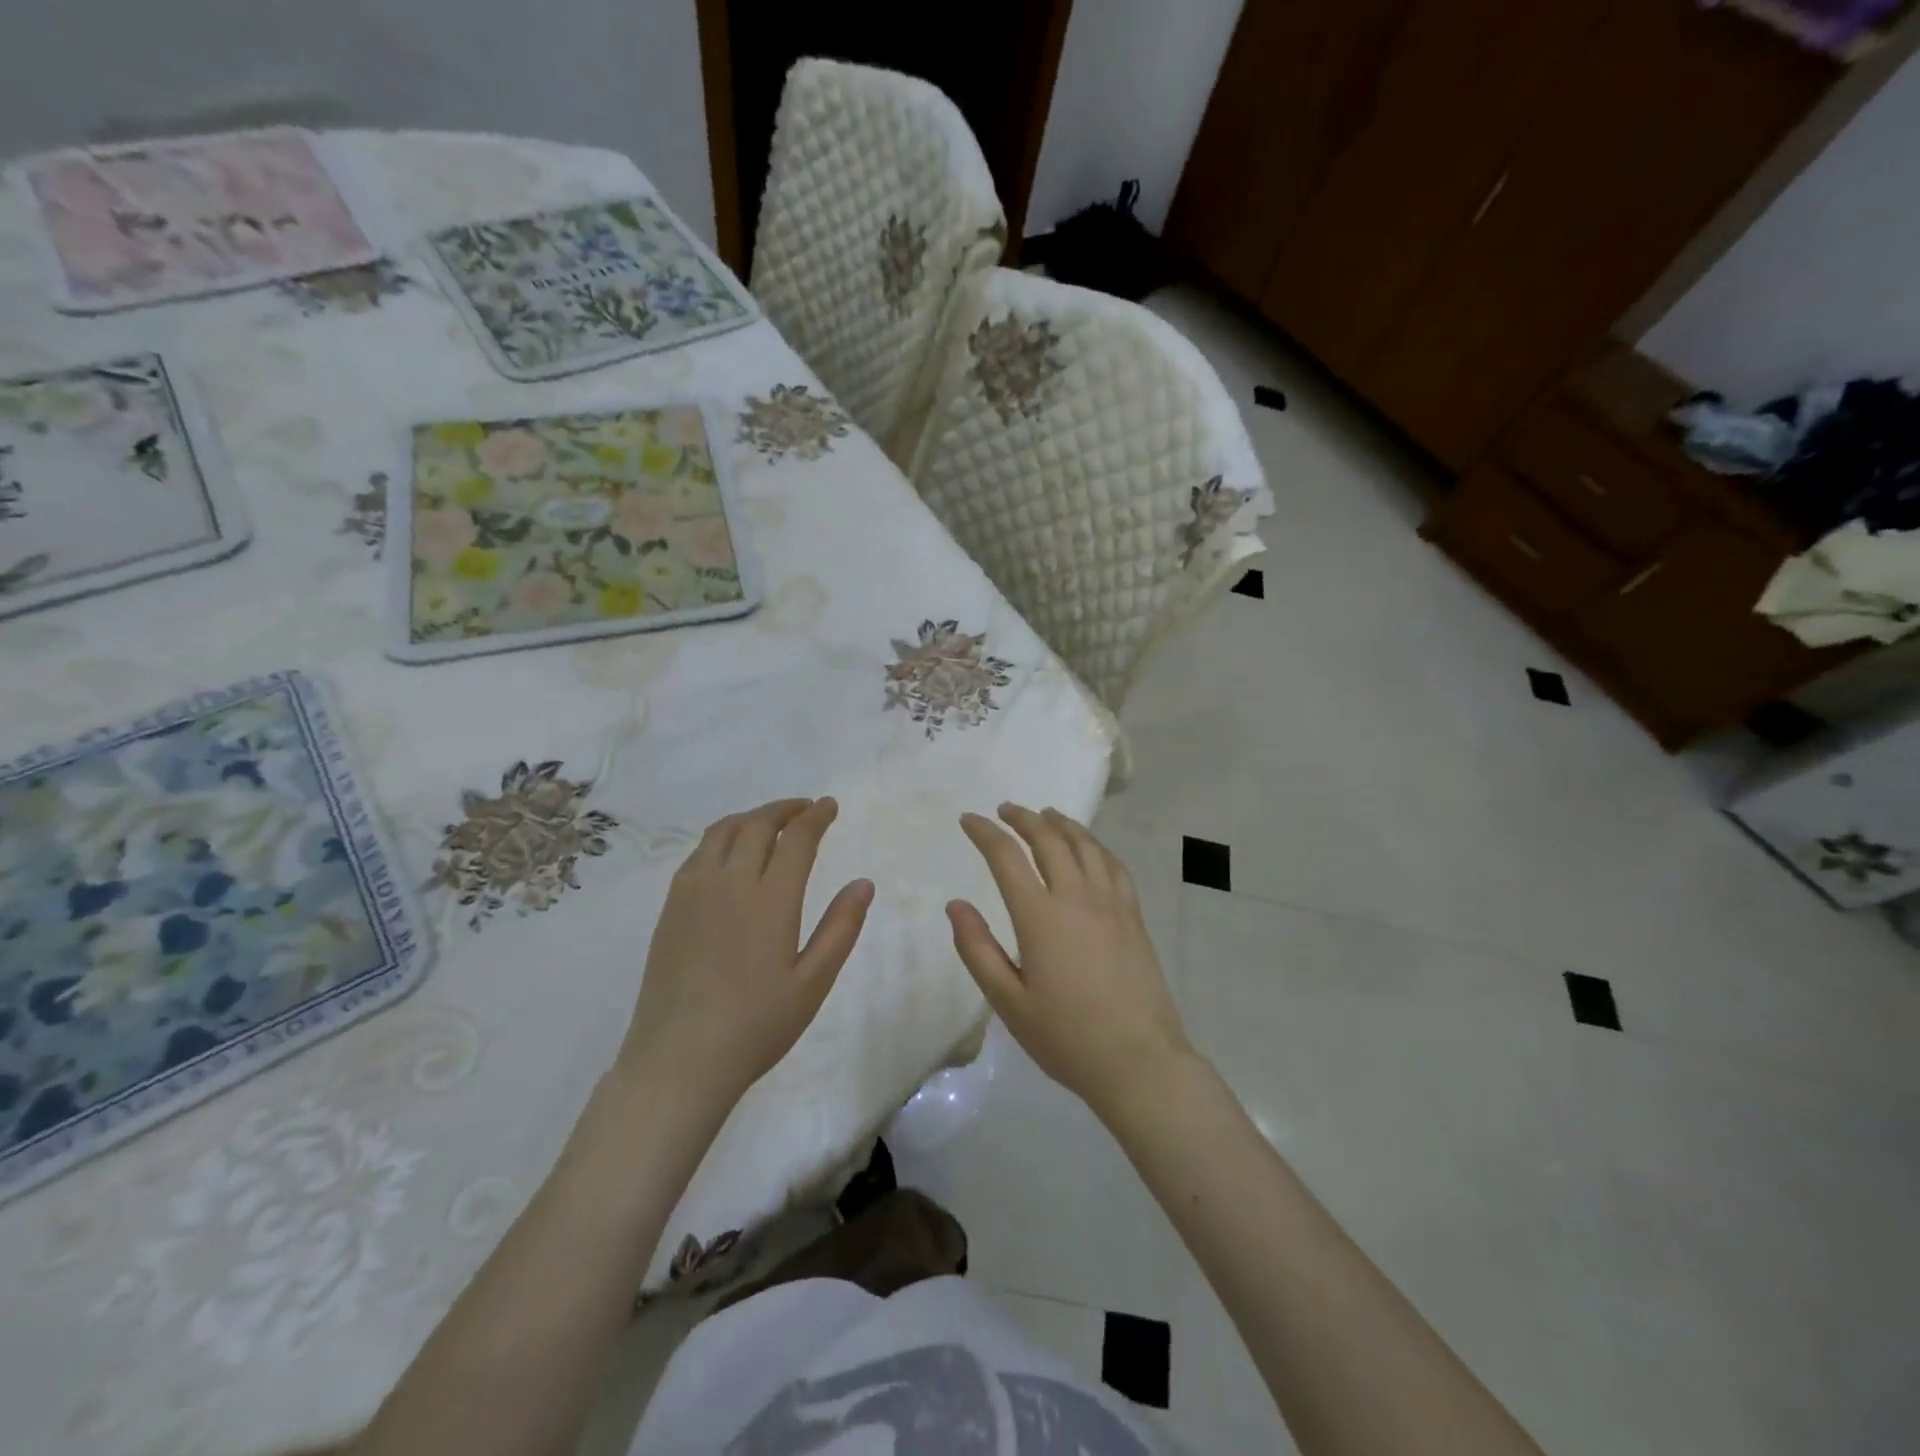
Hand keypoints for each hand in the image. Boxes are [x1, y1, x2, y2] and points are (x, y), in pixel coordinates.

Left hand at [618, 798, 873, 1109]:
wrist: (679, 1060)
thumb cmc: (756, 1026)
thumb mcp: (813, 983)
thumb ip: (840, 928)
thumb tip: (863, 882)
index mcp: (770, 899)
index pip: (796, 839)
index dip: (815, 816)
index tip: (829, 806)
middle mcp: (729, 883)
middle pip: (757, 824)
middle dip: (785, 809)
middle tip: (805, 808)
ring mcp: (693, 892)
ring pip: (722, 831)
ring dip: (752, 817)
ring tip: (771, 822)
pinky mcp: (671, 908)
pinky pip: (699, 853)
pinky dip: (723, 837)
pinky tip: (731, 854)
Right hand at [948, 804, 1192, 1120]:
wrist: (1138, 1061)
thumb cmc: (1065, 1037)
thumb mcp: (1008, 1002)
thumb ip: (978, 950)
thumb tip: (956, 905)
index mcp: (1040, 917)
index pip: (1007, 858)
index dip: (985, 833)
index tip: (968, 819)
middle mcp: (1077, 897)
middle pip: (1049, 840)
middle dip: (1023, 818)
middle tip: (1005, 810)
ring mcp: (1111, 903)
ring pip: (1085, 845)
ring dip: (1061, 824)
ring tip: (1046, 815)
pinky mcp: (1133, 916)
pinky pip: (1114, 865)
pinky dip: (1096, 846)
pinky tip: (1089, 848)